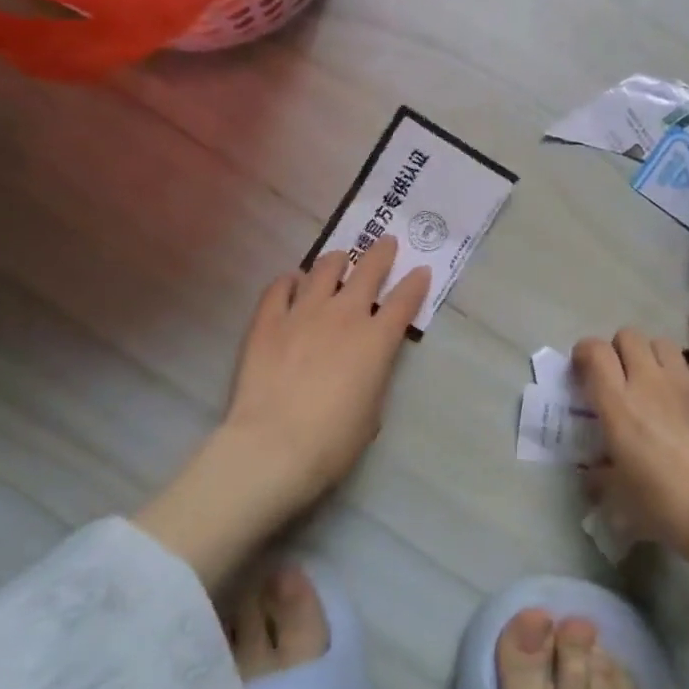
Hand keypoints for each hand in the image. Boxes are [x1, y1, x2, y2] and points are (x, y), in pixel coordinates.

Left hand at [218, 236, 430, 509]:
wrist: (274, 445)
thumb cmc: (333, 441)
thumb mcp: (371, 412)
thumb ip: (373, 378)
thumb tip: (365, 366)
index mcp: (376, 340)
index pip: (404, 301)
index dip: (415, 284)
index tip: (421, 271)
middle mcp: (344, 315)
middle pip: (367, 272)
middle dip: (380, 254)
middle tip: (385, 243)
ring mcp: (303, 313)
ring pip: (323, 270)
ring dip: (336, 260)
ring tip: (339, 258)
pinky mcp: (267, 321)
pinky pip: (279, 288)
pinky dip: (289, 281)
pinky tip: (291, 280)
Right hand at [574, 327, 688, 577]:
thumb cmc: (668, 508)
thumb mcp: (620, 500)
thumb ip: (600, 479)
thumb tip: (592, 473)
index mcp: (618, 405)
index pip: (594, 351)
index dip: (584, 353)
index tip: (583, 372)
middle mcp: (648, 382)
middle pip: (628, 336)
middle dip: (619, 350)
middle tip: (620, 378)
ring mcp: (685, 383)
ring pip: (662, 342)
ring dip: (652, 356)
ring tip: (654, 382)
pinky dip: (688, 372)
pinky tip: (688, 396)